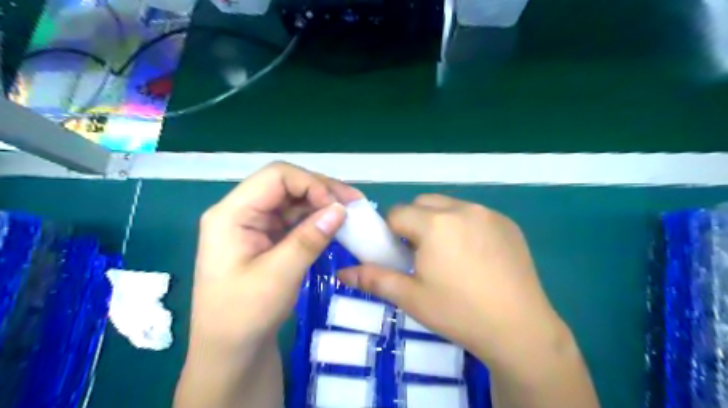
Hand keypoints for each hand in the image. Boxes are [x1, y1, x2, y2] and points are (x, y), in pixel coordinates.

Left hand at [194, 162, 364, 350]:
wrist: (230, 351)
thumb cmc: (244, 315)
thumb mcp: (278, 276)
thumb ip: (309, 238)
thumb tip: (341, 208)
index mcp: (232, 214)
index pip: (276, 177)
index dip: (310, 183)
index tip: (338, 205)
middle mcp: (242, 212)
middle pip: (286, 185)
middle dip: (321, 190)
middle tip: (355, 203)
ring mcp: (254, 224)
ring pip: (293, 200)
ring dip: (322, 204)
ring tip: (351, 213)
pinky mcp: (266, 237)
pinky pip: (294, 219)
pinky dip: (316, 219)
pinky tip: (335, 225)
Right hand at [337, 195, 561, 362]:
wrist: (520, 329)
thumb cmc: (459, 312)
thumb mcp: (411, 297)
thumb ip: (373, 279)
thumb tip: (341, 274)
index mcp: (435, 223)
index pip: (397, 213)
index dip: (391, 232)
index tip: (399, 254)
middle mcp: (462, 209)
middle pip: (423, 203)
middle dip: (414, 222)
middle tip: (421, 254)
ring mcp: (488, 214)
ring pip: (449, 206)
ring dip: (439, 222)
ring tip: (449, 255)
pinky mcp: (508, 223)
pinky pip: (475, 214)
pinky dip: (465, 226)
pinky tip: (475, 256)